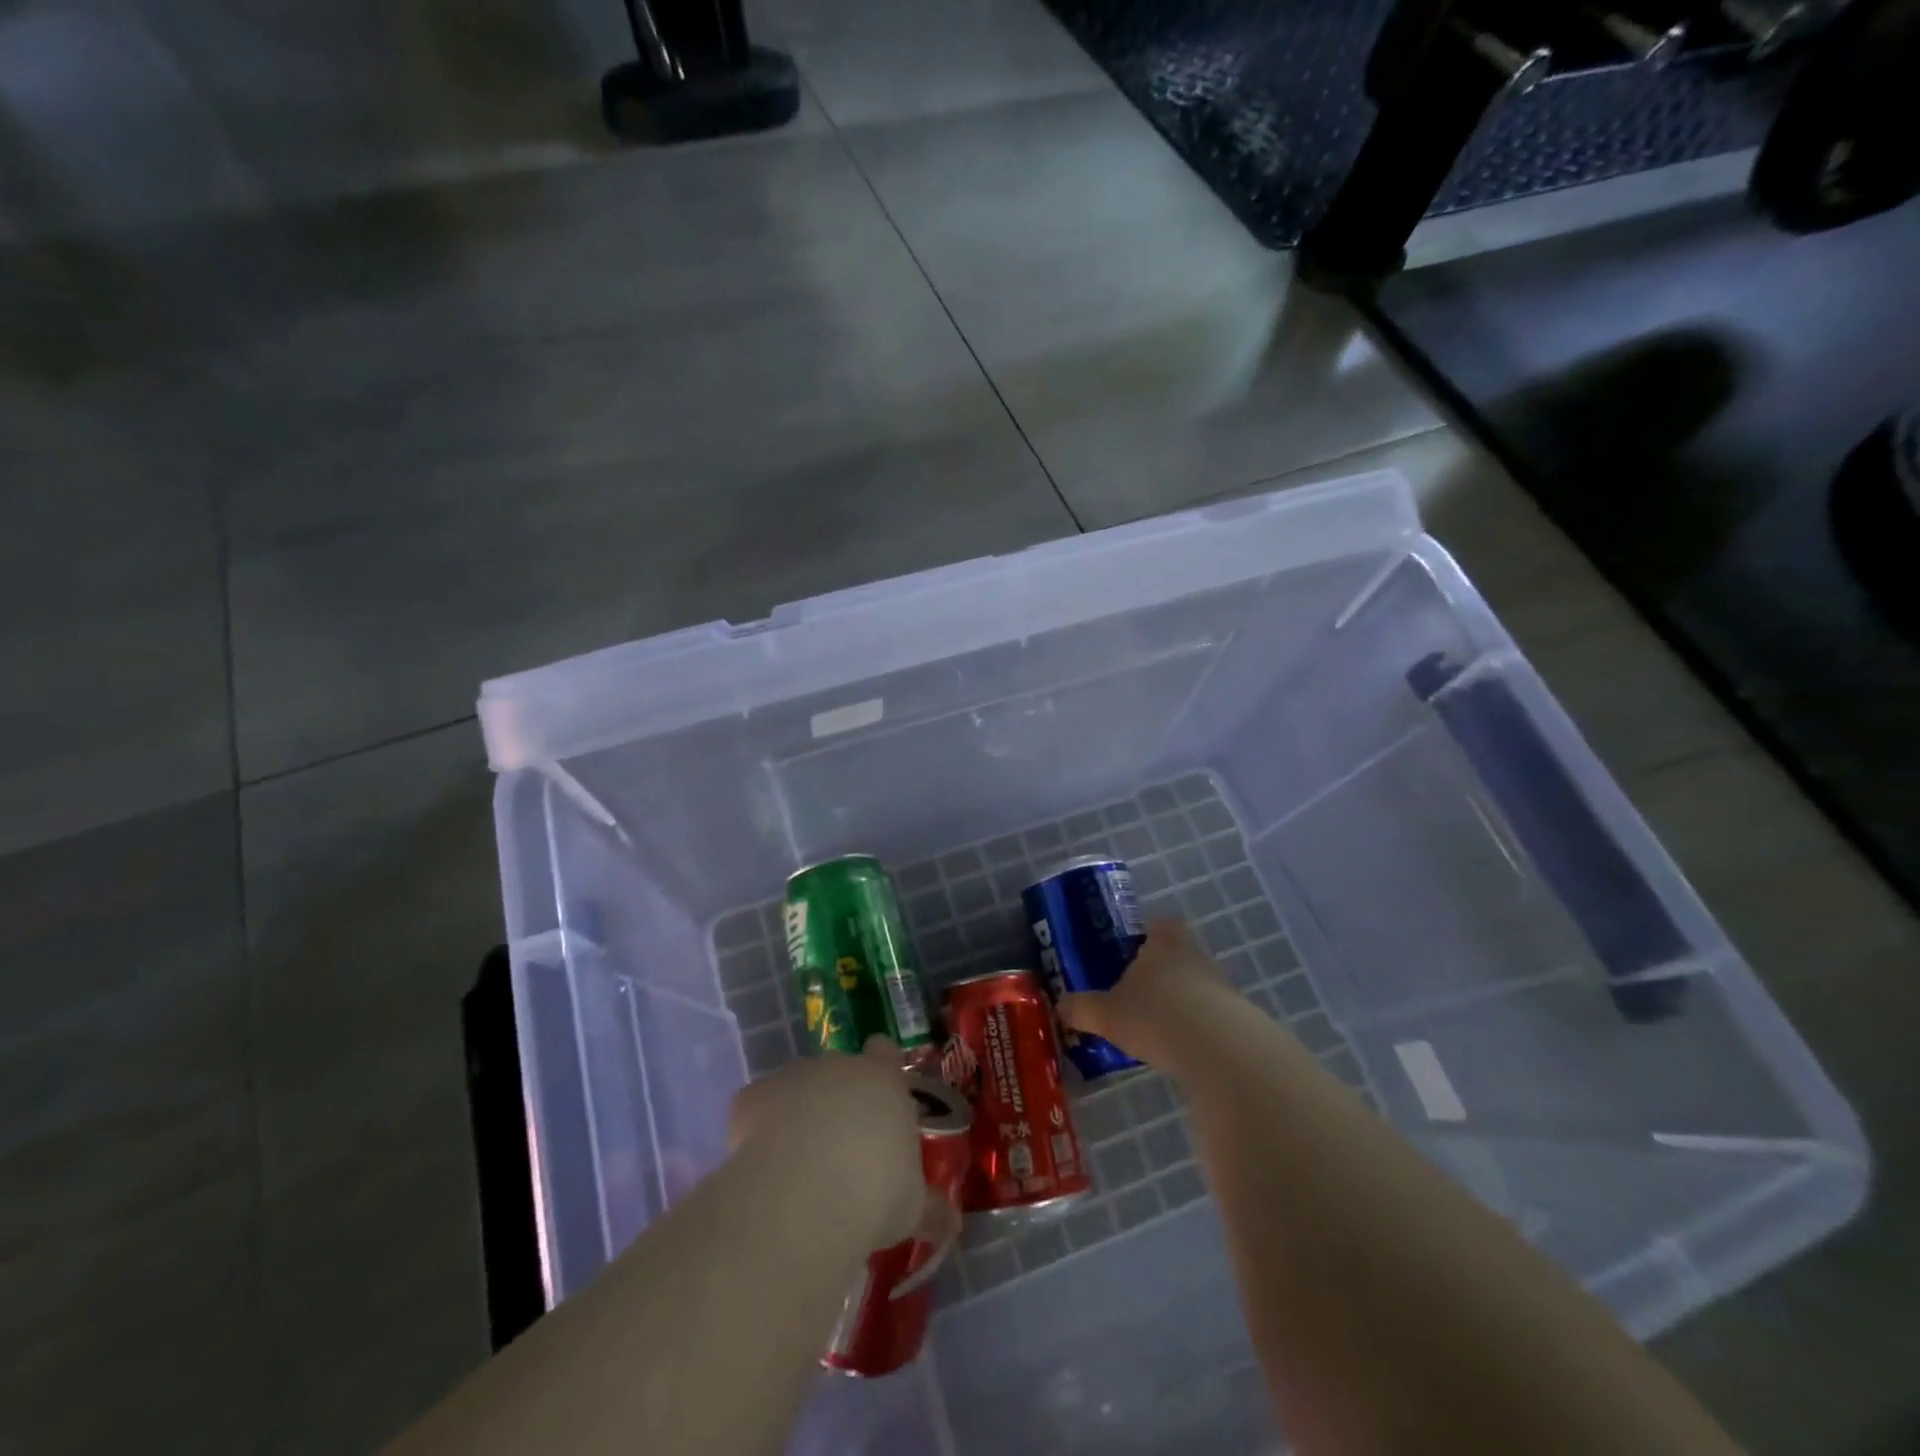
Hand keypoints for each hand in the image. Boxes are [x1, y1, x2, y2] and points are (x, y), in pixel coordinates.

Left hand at [728, 1037, 926, 1249]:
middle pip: (838, 1070)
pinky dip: (758, 1131)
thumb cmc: (873, 1194)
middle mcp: (838, 1066)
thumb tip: (952, 1225)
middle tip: (841, 1148)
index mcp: (883, 1080)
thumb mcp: (912, 1207)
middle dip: (838, 1100)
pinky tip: (762, 1169)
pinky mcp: (752, 1096)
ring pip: (797, 1087)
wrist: (803, 1197)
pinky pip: (757, 1109)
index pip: (885, 1052)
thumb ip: (931, 1209)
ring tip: (797, 1166)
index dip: (881, 1066)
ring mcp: (793, 1076)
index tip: (879, 1094)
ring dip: (798, 1114)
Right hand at [1057, 919, 1230, 1065]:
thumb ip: (1081, 1008)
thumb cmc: (1155, 1016)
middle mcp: (1194, 956)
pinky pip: (1212, 1016)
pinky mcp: (1238, 1018)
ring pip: (1196, 985)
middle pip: (1179, 953)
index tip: (1133, 950)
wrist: (1219, 1050)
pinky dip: (1197, 1028)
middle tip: (1138, 992)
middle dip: (1161, 970)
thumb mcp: (1106, 1014)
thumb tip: (1060, 1006)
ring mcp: (1221, 986)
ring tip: (1157, 1027)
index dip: (1149, 933)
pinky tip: (1181, 1050)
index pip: (1160, 924)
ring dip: (1180, 1001)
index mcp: (1162, 943)